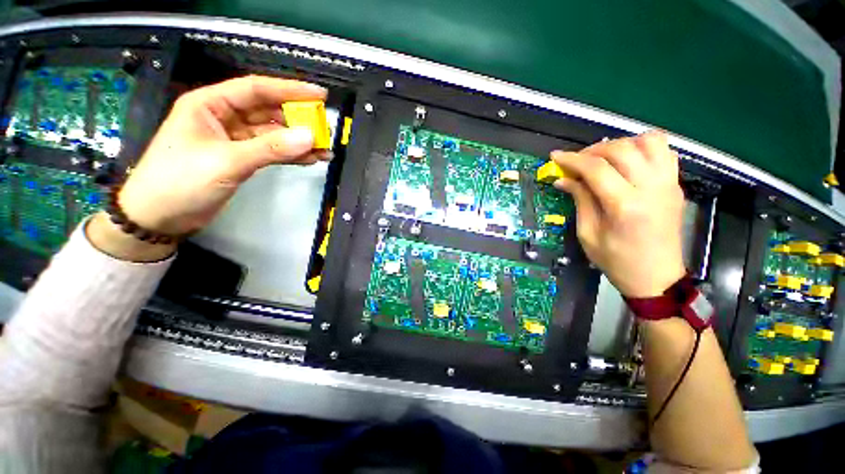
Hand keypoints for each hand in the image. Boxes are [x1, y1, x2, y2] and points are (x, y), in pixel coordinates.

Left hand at [120, 75, 327, 235]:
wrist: (160, 217)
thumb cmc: (180, 181)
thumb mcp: (226, 161)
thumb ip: (270, 148)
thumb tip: (309, 137)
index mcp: (210, 104)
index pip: (256, 89)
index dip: (290, 89)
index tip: (320, 95)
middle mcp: (224, 117)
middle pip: (268, 111)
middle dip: (298, 119)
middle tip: (325, 129)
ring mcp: (234, 140)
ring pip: (273, 134)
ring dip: (298, 141)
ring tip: (325, 148)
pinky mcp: (241, 159)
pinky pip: (272, 152)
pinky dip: (291, 155)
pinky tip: (310, 159)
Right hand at [551, 132, 685, 296]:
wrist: (657, 278)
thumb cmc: (617, 261)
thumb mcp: (588, 234)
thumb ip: (580, 200)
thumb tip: (563, 179)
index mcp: (625, 206)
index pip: (597, 169)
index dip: (572, 159)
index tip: (555, 157)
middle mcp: (651, 188)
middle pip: (622, 150)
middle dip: (593, 150)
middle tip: (577, 162)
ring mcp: (669, 184)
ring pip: (649, 142)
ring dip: (621, 144)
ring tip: (604, 157)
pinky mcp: (676, 185)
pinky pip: (664, 151)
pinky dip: (643, 148)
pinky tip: (627, 161)